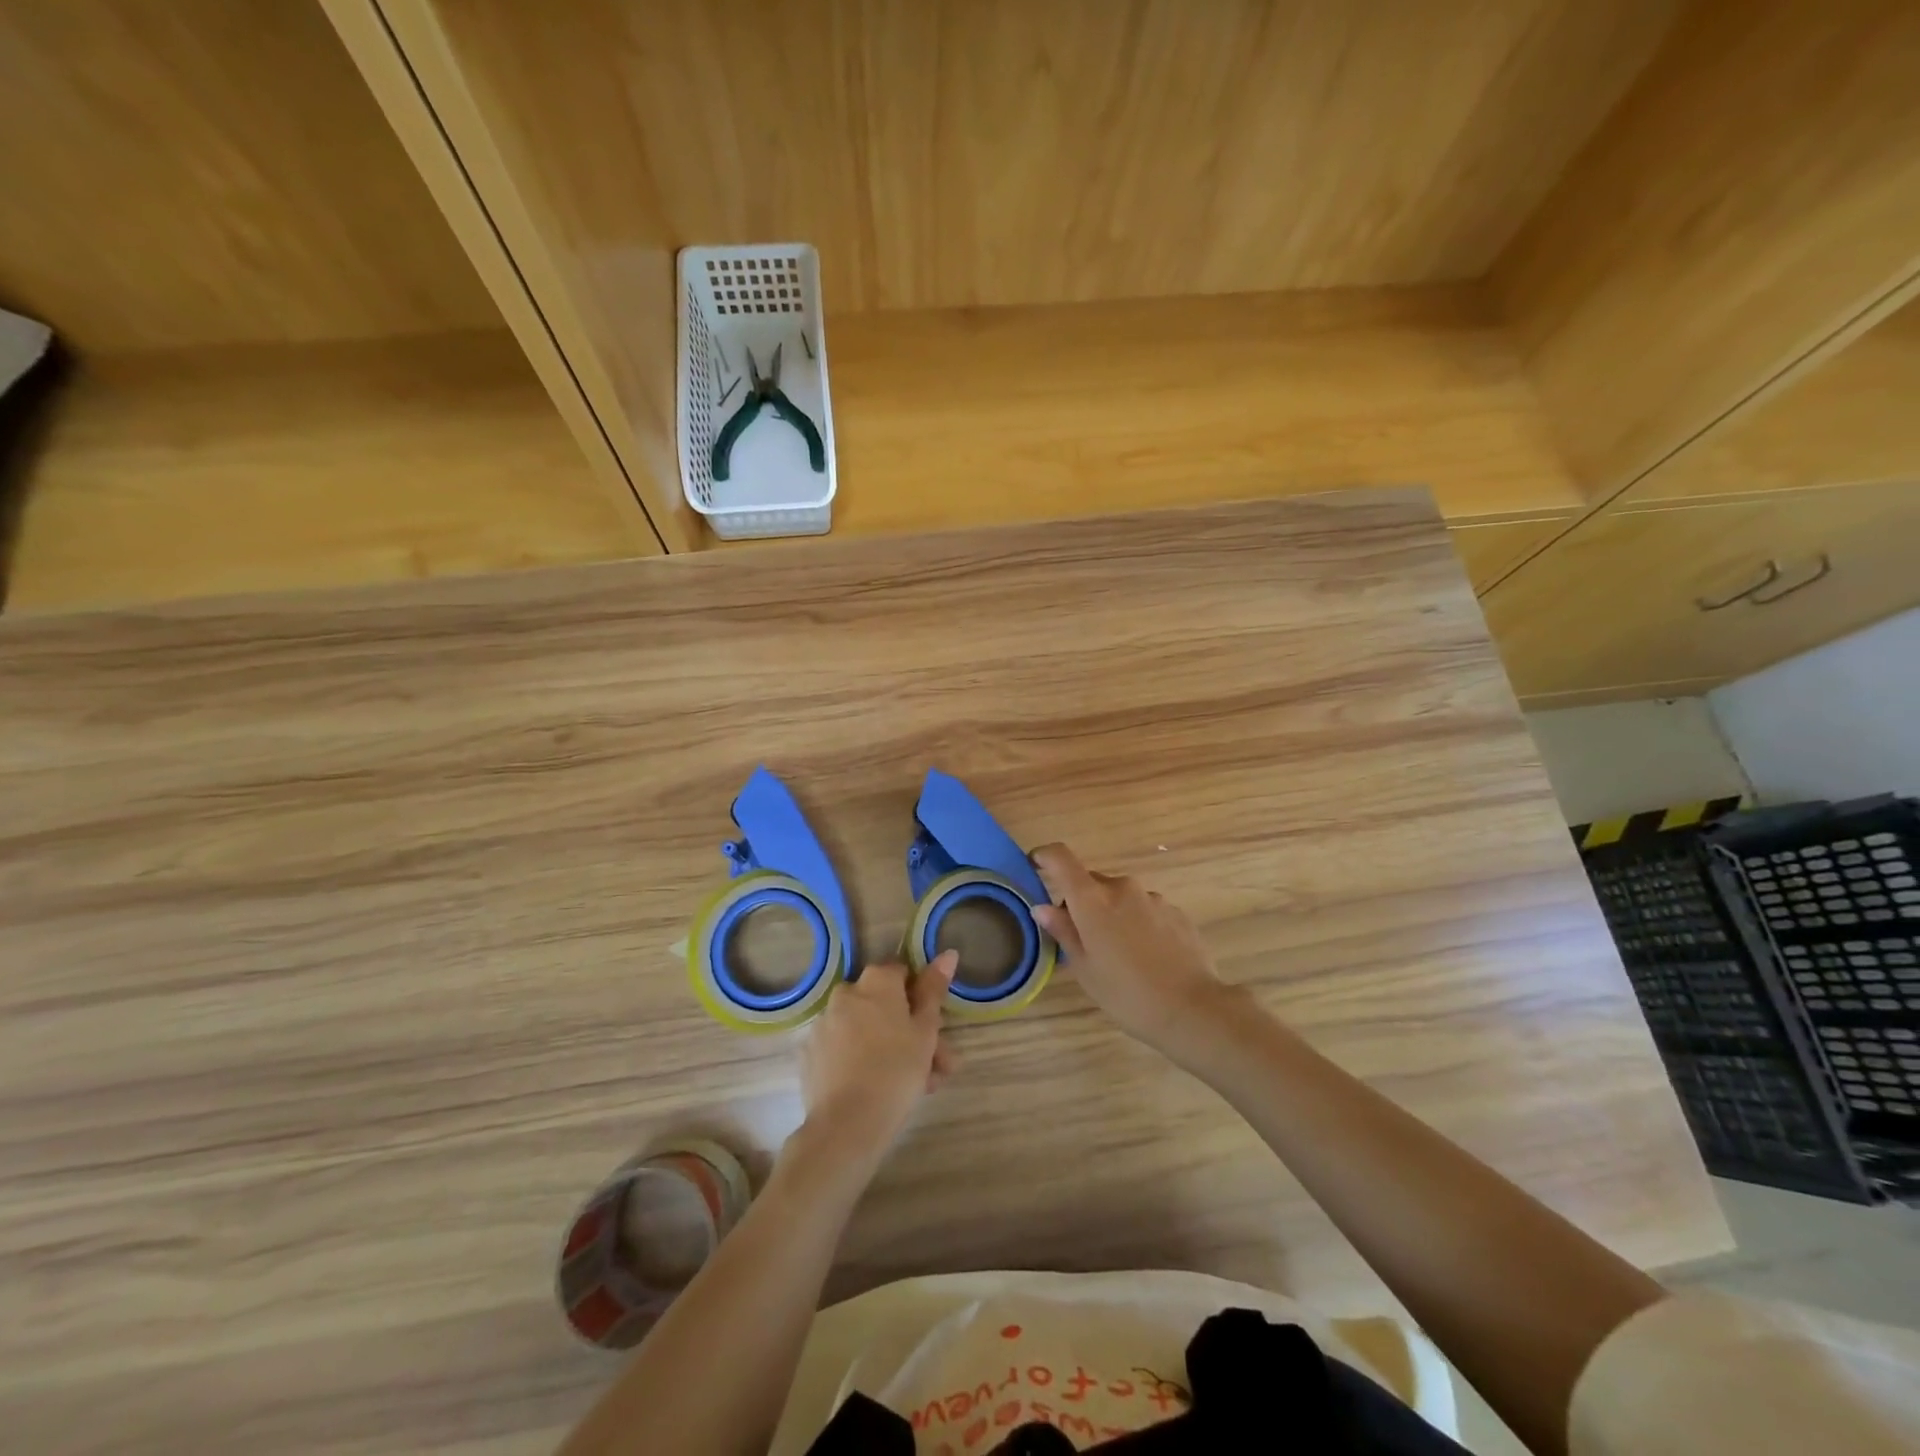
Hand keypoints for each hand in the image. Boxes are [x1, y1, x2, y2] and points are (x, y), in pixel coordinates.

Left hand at [798, 953, 957, 1166]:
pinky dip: (862, 1060)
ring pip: (867, 1029)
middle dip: (912, 1031)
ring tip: (915, 1086)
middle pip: (885, 1005)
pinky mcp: (811, 1052)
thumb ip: (934, 990)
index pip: (903, 973)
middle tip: (935, 1067)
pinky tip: (879, 1089)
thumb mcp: (926, 1030)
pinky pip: (845, 1048)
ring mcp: (824, 1023)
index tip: (935, 1030)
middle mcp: (846, 993)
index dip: (922, 999)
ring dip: (891, 1048)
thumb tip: (947, 953)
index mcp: (876, 981)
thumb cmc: (896, 1071)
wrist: (846, 1125)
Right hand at [1030, 843, 1232, 1054]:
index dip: (1045, 856)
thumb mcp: (1085, 968)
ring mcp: (1153, 898)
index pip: (1061, 858)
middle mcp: (1122, 888)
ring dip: (1111, 914)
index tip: (1035, 865)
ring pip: (1120, 897)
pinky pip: (1145, 909)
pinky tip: (1145, 956)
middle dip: (1081, 901)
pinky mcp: (1176, 912)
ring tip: (1118, 953)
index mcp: (1092, 899)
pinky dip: (1137, 923)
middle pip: (1091, 882)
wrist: (1192, 1009)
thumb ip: (1063, 931)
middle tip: (1080, 938)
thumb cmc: (1127, 994)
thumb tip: (1043, 907)